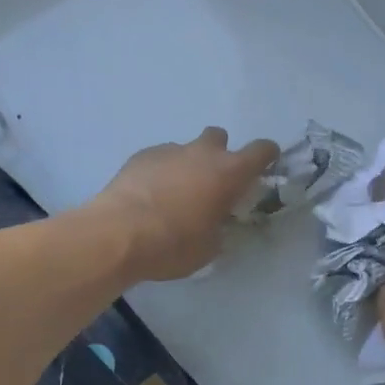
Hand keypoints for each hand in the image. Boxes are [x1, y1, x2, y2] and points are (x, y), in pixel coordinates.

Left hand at [88, 127, 279, 281]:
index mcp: (228, 172)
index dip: (266, 155)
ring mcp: (169, 150)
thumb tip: (216, 221)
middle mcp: (202, 153)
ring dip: (186, 165)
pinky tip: (149, 195)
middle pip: (219, 137)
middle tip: (211, 182)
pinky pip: (160, 158)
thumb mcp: (210, 247)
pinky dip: (160, 171)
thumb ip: (220, 226)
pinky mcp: (141, 155)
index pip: (261, 150)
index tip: (265, 164)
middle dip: (218, 154)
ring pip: (186, 148)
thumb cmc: (173, 244)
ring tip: (173, 194)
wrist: (118, 234)